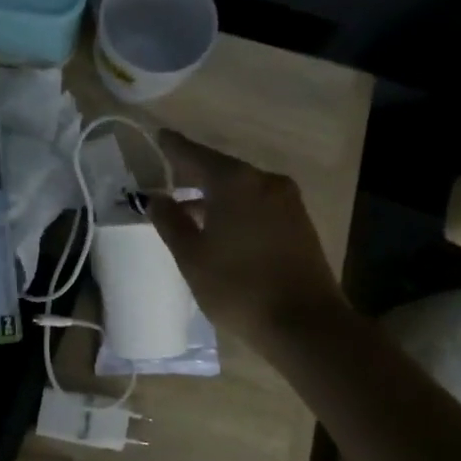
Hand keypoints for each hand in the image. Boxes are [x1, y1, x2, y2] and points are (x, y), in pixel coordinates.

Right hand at [146, 130, 346, 345]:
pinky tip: (221, 225)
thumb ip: (170, 222)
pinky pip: (258, 203)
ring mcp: (287, 200)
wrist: (305, 324)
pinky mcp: (300, 222)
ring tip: (189, 208)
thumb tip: (156, 198)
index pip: (195, 154)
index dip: (173, 147)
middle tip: (168, 177)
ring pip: (242, 187)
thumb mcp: (192, 257)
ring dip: (215, 194)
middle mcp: (264, 180)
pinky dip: (236, 206)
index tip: (158, 137)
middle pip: (221, 169)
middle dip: (194, 173)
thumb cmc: (238, 287)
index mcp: (234, 181)